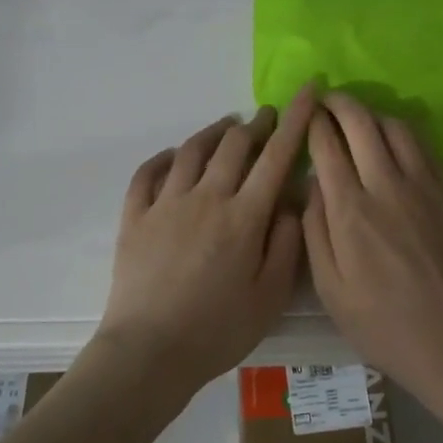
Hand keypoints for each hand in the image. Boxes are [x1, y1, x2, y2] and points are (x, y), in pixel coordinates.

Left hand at [100, 89, 314, 390]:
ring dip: (214, 132)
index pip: (276, 156)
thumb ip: (286, 244)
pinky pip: (148, 173)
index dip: (296, 120)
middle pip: (234, 145)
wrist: (149, 351)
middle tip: (267, 116)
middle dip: (256, 123)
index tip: (308, 91)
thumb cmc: (218, 330)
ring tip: (227, 127)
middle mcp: (206, 197)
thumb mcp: (270, 297)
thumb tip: (290, 202)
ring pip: (192, 150)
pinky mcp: (134, 216)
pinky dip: (165, 157)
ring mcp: (166, 203)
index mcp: (244, 216)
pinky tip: (174, 156)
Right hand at [302, 92, 442, 406]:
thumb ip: (314, 230)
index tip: (306, 113)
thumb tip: (313, 184)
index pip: (327, 145)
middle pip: (361, 122)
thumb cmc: (382, 323)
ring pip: (397, 127)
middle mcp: (387, 186)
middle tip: (328, 100)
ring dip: (373, 115)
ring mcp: (425, 186)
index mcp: (351, 211)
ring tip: (360, 120)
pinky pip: (424, 148)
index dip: (314, 123)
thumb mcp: (329, 288)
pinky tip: (394, 145)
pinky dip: (402, 135)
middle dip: (340, 103)